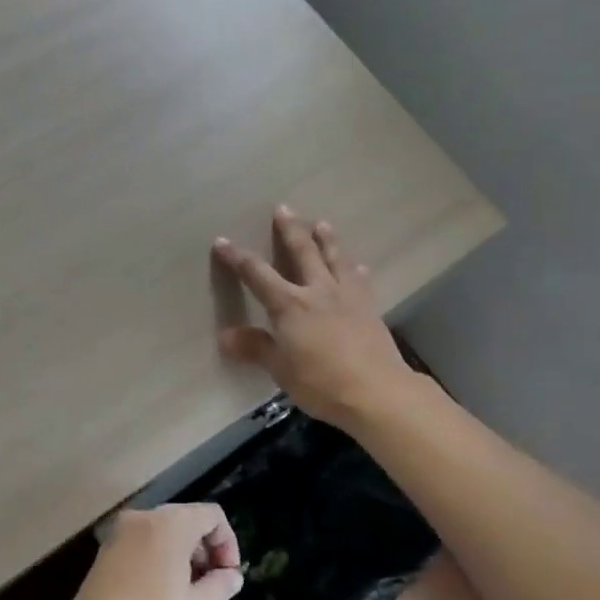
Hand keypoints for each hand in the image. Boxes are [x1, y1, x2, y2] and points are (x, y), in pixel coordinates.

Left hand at [59, 504, 243, 599]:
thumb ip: (220, 585)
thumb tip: (232, 575)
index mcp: (170, 523)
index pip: (211, 515)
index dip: (228, 542)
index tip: (229, 576)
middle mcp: (143, 517)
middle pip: (186, 519)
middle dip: (205, 548)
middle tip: (212, 585)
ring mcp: (119, 533)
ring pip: (163, 531)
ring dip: (182, 554)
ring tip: (187, 592)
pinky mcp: (104, 552)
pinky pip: (142, 543)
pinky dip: (158, 557)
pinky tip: (160, 593)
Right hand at [213, 206, 419, 431]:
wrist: (376, 391)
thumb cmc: (320, 382)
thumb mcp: (280, 369)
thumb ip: (256, 348)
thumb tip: (226, 336)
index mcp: (289, 305)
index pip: (257, 274)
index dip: (238, 258)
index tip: (222, 241)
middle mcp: (317, 291)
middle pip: (302, 252)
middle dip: (290, 230)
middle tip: (284, 208)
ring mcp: (347, 297)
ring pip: (335, 258)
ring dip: (327, 239)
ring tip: (322, 223)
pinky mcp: (369, 308)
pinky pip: (360, 281)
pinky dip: (356, 270)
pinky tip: (358, 267)